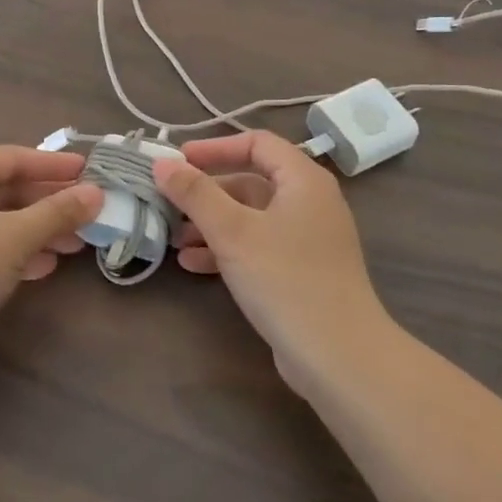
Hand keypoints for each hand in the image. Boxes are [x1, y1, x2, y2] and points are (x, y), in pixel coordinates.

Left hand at [0, 146, 102, 353]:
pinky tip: (41, 267)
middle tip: (87, 214)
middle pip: (4, 189)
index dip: (54, 166)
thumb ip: (57, 212)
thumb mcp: (15, 237)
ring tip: (73, 246)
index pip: (13, 157)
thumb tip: (96, 193)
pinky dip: (10, 250)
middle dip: (47, 205)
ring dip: (34, 231)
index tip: (88, 171)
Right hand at [153, 131, 390, 389]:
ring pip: (251, 217)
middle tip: (168, 200)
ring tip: (173, 237)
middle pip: (251, 181)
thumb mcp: (232, 231)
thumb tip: (162, 163)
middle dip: (207, 191)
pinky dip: (226, 249)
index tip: (178, 161)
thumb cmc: (285, 280)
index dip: (215, 147)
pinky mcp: (302, 272)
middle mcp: (310, 202)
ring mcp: (308, 239)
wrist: (339, 357)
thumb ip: (195, 193)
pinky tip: (193, 264)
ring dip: (211, 223)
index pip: (257, 143)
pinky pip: (258, 246)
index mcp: (303, 180)